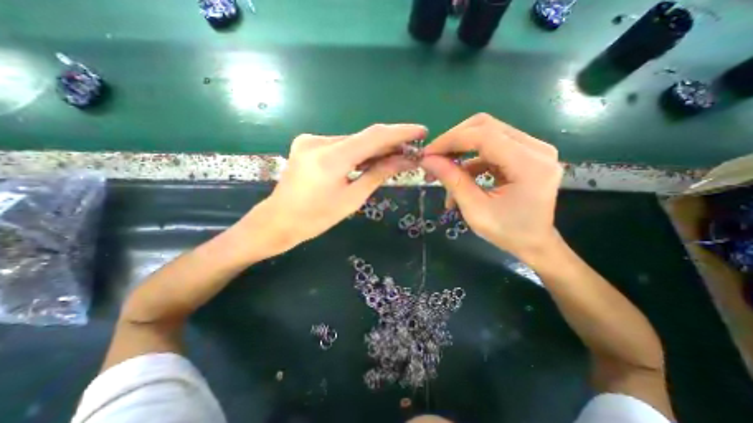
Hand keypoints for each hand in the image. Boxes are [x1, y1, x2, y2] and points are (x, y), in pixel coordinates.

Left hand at [243, 124, 426, 255]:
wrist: (278, 220)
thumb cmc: (316, 218)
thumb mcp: (352, 199)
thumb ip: (377, 174)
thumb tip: (404, 161)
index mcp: (330, 159)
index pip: (373, 136)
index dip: (400, 132)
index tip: (421, 131)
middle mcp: (318, 141)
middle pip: (363, 138)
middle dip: (389, 143)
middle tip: (410, 150)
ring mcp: (310, 140)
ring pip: (352, 141)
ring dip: (374, 148)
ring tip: (394, 157)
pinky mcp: (307, 143)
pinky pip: (340, 144)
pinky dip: (357, 151)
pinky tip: (369, 159)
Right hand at [421, 114, 560, 262]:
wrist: (534, 243)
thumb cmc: (507, 232)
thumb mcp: (475, 209)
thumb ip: (452, 180)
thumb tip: (427, 160)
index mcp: (529, 164)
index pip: (483, 135)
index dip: (450, 140)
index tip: (427, 154)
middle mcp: (536, 148)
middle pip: (485, 126)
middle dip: (453, 140)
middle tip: (433, 158)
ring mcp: (533, 149)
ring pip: (486, 133)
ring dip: (459, 150)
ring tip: (442, 171)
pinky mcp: (525, 154)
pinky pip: (490, 147)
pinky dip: (470, 159)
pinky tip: (459, 177)